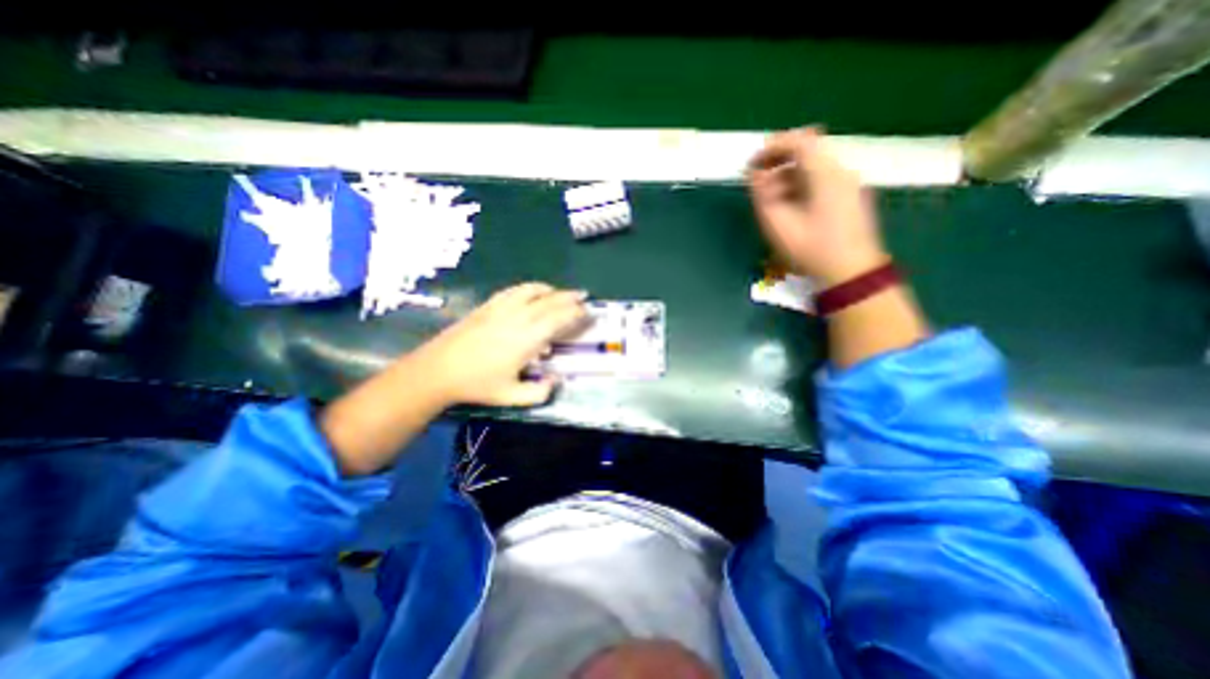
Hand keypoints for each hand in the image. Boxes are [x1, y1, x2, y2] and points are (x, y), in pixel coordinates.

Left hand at [410, 280, 592, 405]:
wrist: (439, 369)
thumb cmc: (478, 384)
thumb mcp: (512, 396)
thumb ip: (540, 392)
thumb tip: (557, 380)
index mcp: (527, 339)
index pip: (559, 319)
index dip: (576, 313)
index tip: (587, 312)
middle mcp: (518, 317)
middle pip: (550, 301)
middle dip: (570, 298)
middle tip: (583, 298)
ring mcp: (502, 308)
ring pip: (533, 291)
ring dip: (552, 290)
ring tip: (562, 293)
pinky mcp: (489, 305)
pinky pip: (515, 290)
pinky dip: (531, 288)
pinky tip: (534, 292)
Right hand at [747, 128, 886, 285]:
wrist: (851, 272)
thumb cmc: (811, 250)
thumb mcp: (778, 224)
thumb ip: (763, 195)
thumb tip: (755, 174)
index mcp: (825, 175)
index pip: (799, 141)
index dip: (772, 147)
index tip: (752, 163)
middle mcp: (841, 171)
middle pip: (808, 150)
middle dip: (779, 160)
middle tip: (757, 178)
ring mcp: (850, 182)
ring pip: (815, 165)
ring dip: (789, 174)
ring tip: (770, 197)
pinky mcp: (851, 195)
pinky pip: (822, 178)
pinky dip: (802, 183)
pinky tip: (790, 204)